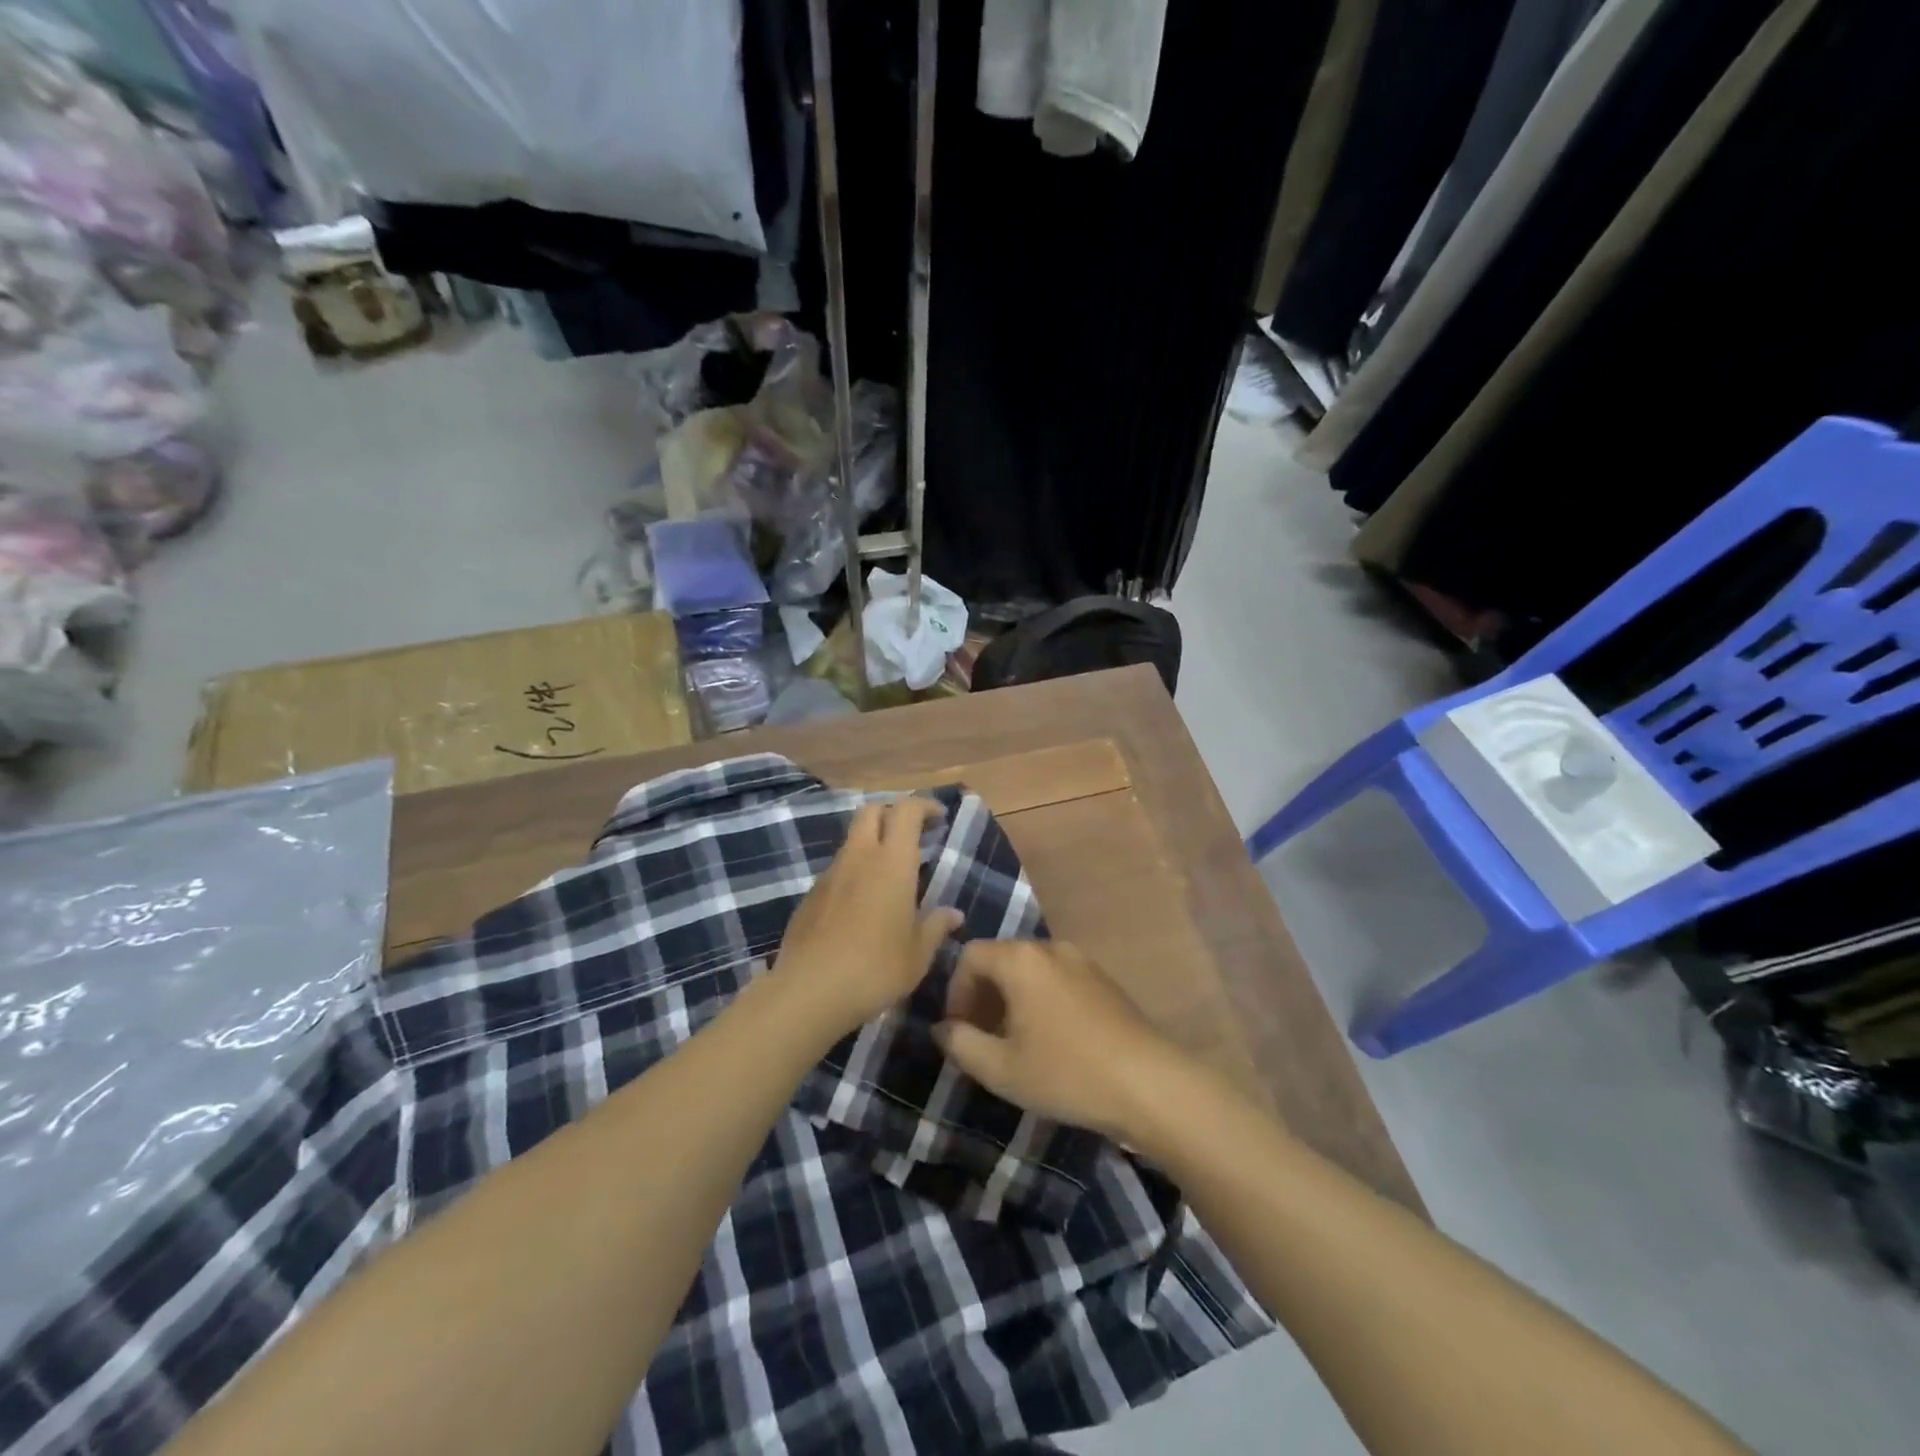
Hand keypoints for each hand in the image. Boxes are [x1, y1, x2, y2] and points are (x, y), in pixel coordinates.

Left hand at [770, 796, 962, 1040]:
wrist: (810, 991)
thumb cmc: (876, 968)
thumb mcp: (918, 954)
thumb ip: (936, 927)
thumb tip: (953, 915)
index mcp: (892, 862)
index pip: (906, 810)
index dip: (924, 806)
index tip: (939, 818)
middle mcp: (859, 857)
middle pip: (871, 811)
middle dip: (892, 813)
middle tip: (911, 836)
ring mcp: (830, 874)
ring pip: (852, 840)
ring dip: (871, 844)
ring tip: (888, 876)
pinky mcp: (809, 895)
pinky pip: (836, 870)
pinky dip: (852, 873)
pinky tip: (860, 907)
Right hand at [934, 940, 1188, 1141]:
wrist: (1149, 1084)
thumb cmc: (1066, 1073)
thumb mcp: (1001, 1068)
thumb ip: (960, 1043)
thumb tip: (942, 1028)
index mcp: (1021, 959)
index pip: (970, 956)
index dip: (955, 991)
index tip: (959, 1030)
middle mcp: (1050, 948)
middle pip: (1000, 959)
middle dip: (982, 996)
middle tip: (981, 1039)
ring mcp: (1081, 961)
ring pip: (1030, 971)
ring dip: (1011, 1000)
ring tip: (1014, 1044)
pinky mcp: (1104, 980)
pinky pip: (1057, 979)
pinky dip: (1040, 1000)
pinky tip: (1051, 1042)